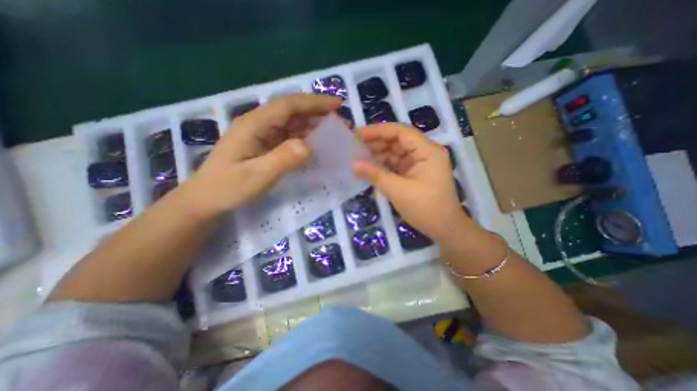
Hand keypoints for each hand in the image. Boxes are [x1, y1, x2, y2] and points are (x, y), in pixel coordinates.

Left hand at [182, 94, 339, 216]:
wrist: (207, 199)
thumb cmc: (228, 188)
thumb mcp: (256, 176)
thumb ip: (282, 160)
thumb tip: (308, 146)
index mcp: (254, 124)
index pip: (288, 105)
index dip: (313, 102)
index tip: (337, 104)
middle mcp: (259, 124)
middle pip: (292, 111)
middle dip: (318, 113)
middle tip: (341, 123)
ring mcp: (262, 135)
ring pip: (292, 123)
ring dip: (314, 125)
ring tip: (334, 133)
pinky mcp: (265, 145)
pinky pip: (289, 136)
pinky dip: (305, 137)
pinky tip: (317, 144)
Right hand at [355, 123, 472, 242]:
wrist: (444, 229)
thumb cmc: (425, 208)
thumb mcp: (398, 190)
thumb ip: (375, 174)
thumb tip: (353, 164)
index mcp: (427, 151)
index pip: (401, 132)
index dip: (378, 130)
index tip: (358, 134)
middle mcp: (425, 152)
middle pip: (398, 140)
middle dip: (376, 142)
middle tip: (355, 146)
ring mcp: (420, 163)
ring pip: (396, 152)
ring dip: (378, 154)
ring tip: (358, 156)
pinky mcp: (414, 173)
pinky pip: (396, 164)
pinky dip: (383, 165)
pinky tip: (369, 166)